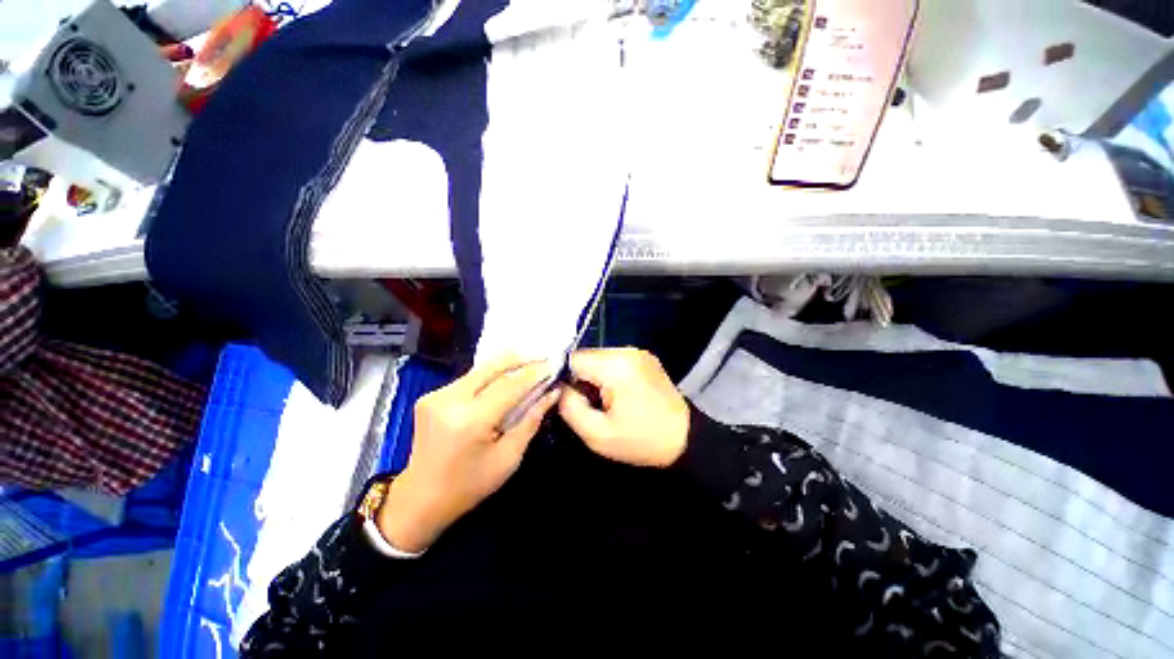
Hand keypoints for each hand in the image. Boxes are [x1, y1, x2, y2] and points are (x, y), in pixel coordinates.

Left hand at [377, 355, 558, 552]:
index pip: (509, 385)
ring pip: (480, 370)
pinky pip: (469, 379)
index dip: (534, 374)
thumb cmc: (469, 486)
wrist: (420, 499)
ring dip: (507, 365)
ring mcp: (436, 395)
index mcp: (470, 420)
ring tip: (530, 364)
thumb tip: (551, 393)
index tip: (553, 366)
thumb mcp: (508, 458)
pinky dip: (490, 376)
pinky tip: (505, 379)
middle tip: (543, 357)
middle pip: (492, 367)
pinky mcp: (430, 395)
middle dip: (521, 359)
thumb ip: (531, 420)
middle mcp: (449, 400)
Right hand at [559, 348, 689, 467]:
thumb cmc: (641, 441)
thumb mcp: (597, 435)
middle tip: (587, 403)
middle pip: (587, 356)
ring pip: (599, 358)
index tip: (566, 397)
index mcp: (617, 367)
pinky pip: (614, 360)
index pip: (574, 359)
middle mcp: (627, 352)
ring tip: (602, 400)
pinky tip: (616, 393)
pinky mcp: (644, 357)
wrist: (685, 439)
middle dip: (580, 378)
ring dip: (594, 376)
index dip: (563, 377)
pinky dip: (607, 374)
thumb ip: (570, 407)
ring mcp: (638, 353)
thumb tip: (559, 388)